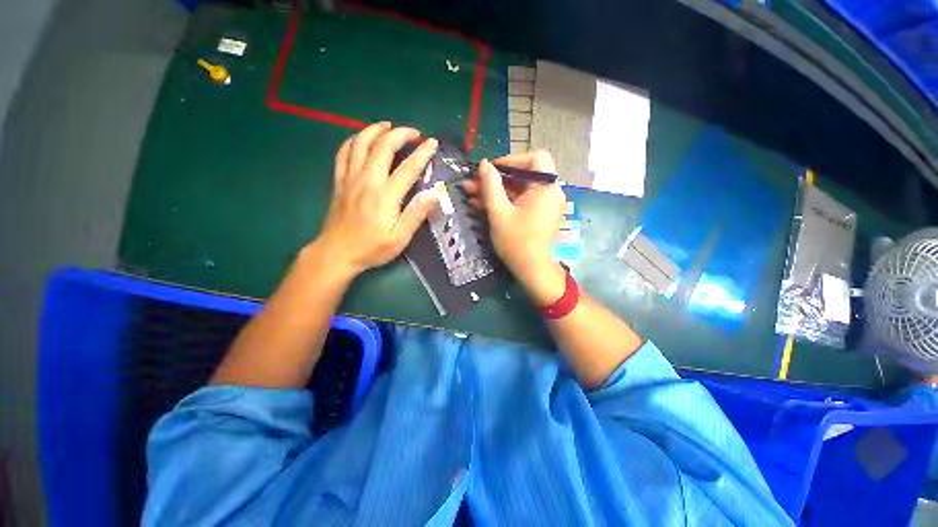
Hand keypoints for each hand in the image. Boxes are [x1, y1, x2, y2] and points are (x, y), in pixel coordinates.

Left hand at [312, 122, 438, 278]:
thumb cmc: (371, 248)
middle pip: (383, 146)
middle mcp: (367, 180)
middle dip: (400, 134)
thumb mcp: (399, 238)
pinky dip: (354, 140)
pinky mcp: (339, 181)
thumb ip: (416, 214)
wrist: (337, 253)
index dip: (422, 152)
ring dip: (376, 130)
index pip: (408, 167)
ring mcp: (350, 178)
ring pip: (361, 143)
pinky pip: (343, 152)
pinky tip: (362, 139)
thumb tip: (434, 193)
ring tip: (388, 126)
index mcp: (385, 195)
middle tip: (414, 133)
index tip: (433, 143)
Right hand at [463, 151, 566, 304]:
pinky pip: (517, 201)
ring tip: (469, 194)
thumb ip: (491, 186)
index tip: (491, 170)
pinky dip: (501, 201)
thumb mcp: (499, 213)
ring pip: (516, 189)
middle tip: (472, 182)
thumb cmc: (517, 243)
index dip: (512, 160)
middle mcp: (548, 192)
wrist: (531, 271)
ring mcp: (541, 204)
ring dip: (493, 191)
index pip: (535, 158)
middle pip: (521, 174)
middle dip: (495, 178)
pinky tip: (479, 205)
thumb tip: (484, 163)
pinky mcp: (535, 214)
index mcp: (546, 188)